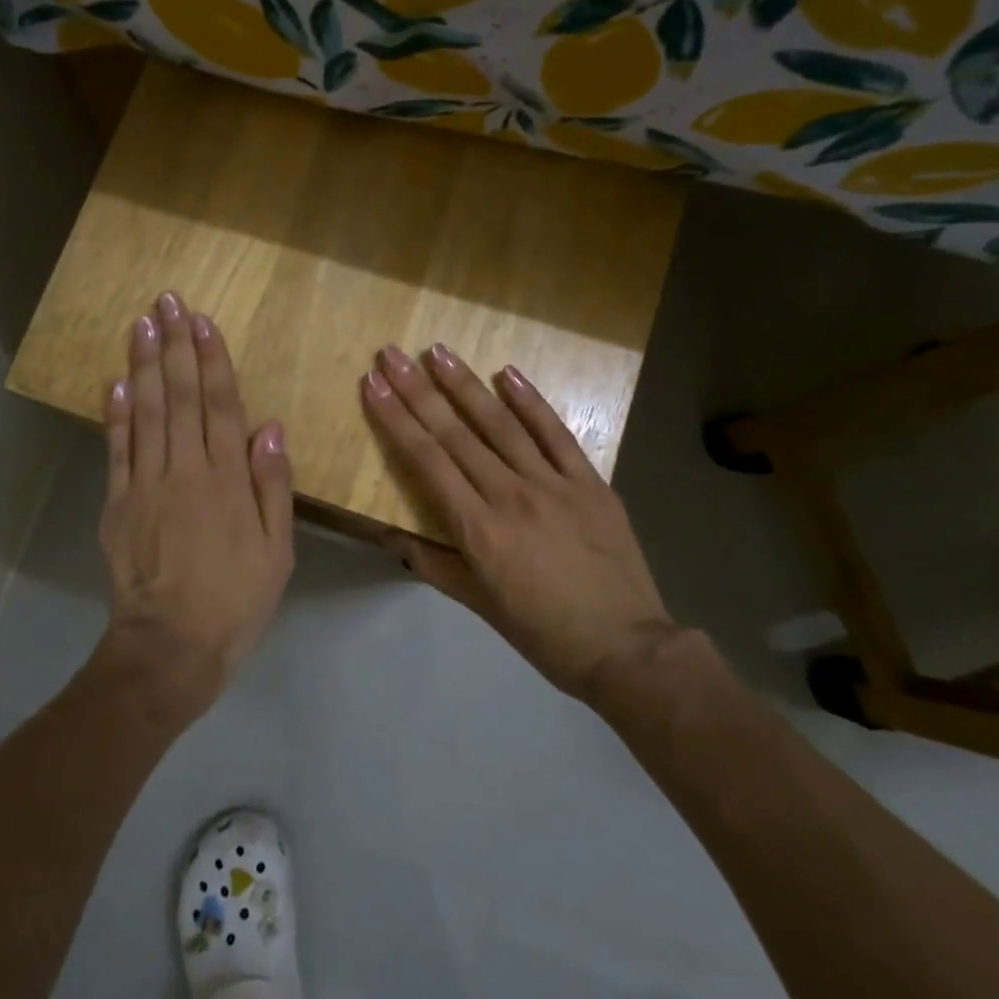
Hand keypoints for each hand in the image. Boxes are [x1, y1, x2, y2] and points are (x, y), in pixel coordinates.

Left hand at [98, 292, 294, 720]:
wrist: (170, 646)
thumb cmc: (236, 599)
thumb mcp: (277, 550)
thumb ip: (273, 487)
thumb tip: (269, 428)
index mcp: (227, 480)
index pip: (219, 405)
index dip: (210, 360)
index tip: (201, 321)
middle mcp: (185, 470)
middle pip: (178, 397)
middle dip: (173, 346)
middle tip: (166, 302)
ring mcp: (145, 485)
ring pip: (145, 413)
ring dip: (142, 366)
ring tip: (140, 324)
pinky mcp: (118, 504)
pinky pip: (117, 450)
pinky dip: (115, 414)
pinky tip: (115, 382)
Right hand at [361, 344, 672, 702]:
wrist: (625, 648)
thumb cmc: (542, 631)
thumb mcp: (477, 604)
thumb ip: (433, 563)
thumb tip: (391, 533)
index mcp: (478, 530)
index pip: (427, 461)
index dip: (396, 420)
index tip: (373, 385)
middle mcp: (510, 496)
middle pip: (456, 434)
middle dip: (418, 391)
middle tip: (392, 354)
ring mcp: (554, 484)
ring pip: (501, 425)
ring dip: (466, 385)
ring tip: (438, 351)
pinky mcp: (590, 482)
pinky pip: (556, 434)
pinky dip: (531, 402)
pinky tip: (508, 373)